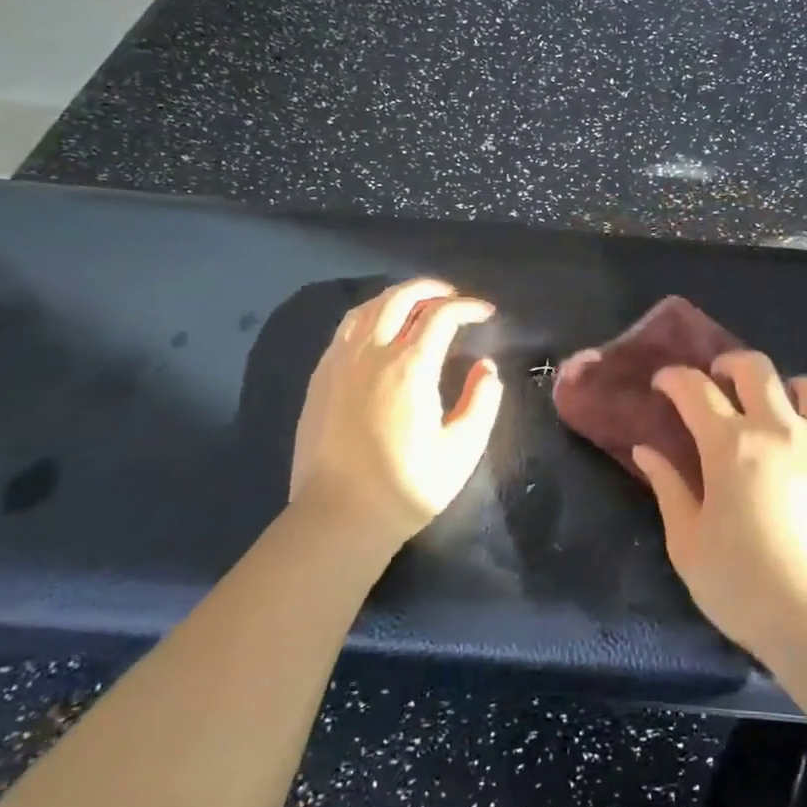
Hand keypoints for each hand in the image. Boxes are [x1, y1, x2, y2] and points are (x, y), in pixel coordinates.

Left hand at [289, 278, 503, 565]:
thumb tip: (485, 368)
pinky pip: (344, 330)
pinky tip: (379, 330)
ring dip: (396, 297)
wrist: (339, 517)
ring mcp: (339, 364)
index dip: (468, 307)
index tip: (486, 313)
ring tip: (416, 305)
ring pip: (366, 308)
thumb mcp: (462, 449)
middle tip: (453, 296)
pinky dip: (369, 316)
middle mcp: (371, 355)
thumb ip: (481, 401)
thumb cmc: (408, 486)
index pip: (441, 316)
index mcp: (409, 368)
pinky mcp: (320, 379)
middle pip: (399, 299)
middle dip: (430, 289)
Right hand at [633, 351, 806, 670]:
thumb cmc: (744, 587)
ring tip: (785, 410)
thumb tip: (645, 450)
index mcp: (731, 445)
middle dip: (732, 364)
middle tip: (721, 381)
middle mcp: (782, 430)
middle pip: (758, 369)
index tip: (663, 385)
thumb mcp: (688, 544)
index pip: (696, 390)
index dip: (674, 379)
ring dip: (795, 390)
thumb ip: (668, 489)